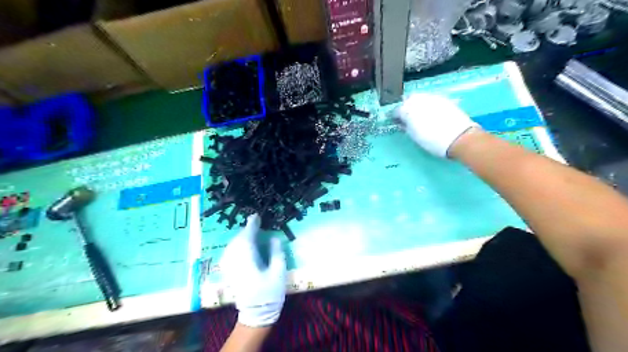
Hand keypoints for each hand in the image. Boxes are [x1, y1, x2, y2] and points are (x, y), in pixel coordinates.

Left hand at [219, 215, 285, 326]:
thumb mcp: (279, 273)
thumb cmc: (269, 294)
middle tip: (255, 223)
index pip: (247, 237)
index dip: (251, 225)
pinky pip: (230, 253)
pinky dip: (236, 245)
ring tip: (250, 232)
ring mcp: (230, 268)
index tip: (256, 216)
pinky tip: (242, 245)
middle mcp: (235, 262)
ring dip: (241, 237)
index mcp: (248, 260)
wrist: (256, 315)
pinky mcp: (229, 273)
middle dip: (246, 230)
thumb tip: (274, 238)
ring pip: (232, 246)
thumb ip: (276, 253)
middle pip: (238, 240)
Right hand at [394, 95, 478, 158]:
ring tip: (419, 115)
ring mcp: (432, 98)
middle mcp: (419, 100)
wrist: (459, 138)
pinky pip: (431, 100)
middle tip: (407, 117)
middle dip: (406, 107)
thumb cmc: (432, 141)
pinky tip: (431, 114)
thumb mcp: (414, 136)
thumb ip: (406, 127)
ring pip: (420, 97)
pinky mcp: (444, 99)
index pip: (396, 110)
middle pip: (408, 100)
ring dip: (417, 104)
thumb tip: (403, 122)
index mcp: (408, 110)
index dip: (395, 117)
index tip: (397, 122)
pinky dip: (428, 105)